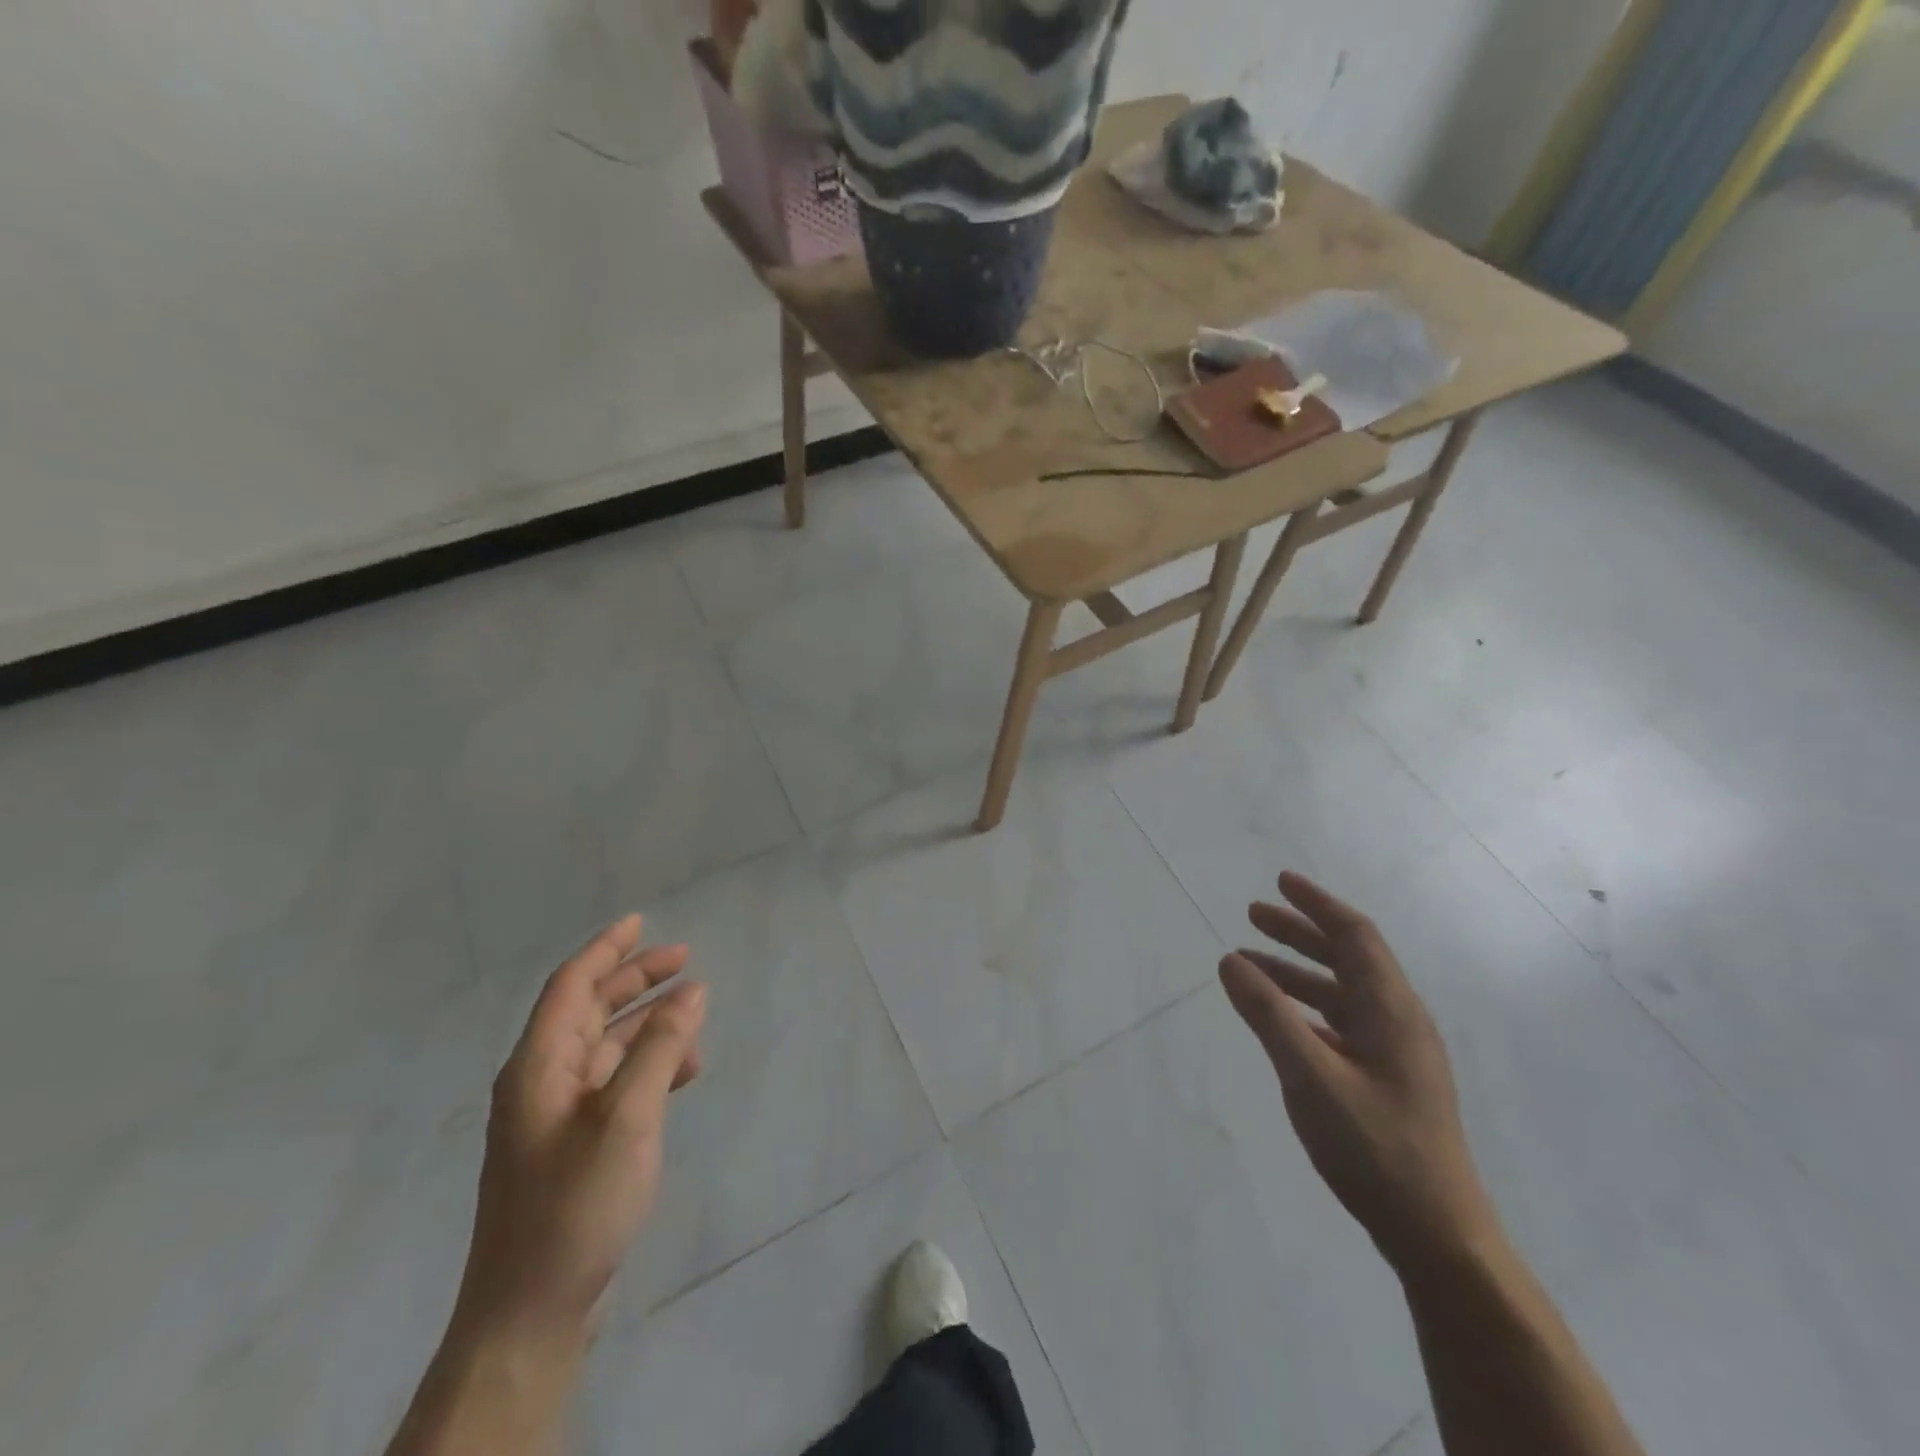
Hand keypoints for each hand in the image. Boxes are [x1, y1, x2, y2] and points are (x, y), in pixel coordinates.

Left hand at [452, 915, 706, 1355]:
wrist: (531, 1311)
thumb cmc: (576, 1202)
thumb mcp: (627, 1116)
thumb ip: (661, 1047)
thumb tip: (691, 990)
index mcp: (539, 1065)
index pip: (571, 985)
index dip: (606, 948)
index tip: (642, 921)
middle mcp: (541, 1080)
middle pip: (589, 1009)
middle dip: (635, 979)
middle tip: (685, 958)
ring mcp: (556, 1115)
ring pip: (606, 1045)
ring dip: (648, 1022)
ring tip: (695, 1009)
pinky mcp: (573, 1144)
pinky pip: (615, 1082)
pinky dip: (649, 1065)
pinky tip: (684, 1070)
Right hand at [1219, 872, 1496, 1274]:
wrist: (1438, 1235)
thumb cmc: (1376, 1149)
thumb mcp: (1311, 1078)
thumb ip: (1269, 1016)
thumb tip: (1231, 961)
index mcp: (1392, 1011)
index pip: (1355, 936)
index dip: (1317, 904)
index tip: (1280, 882)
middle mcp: (1398, 1022)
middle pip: (1348, 958)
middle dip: (1300, 931)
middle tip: (1253, 915)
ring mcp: (1395, 1053)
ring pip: (1342, 992)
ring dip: (1297, 971)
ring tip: (1249, 964)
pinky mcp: (1386, 1080)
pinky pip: (1341, 1024)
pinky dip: (1305, 1008)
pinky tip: (1278, 1020)